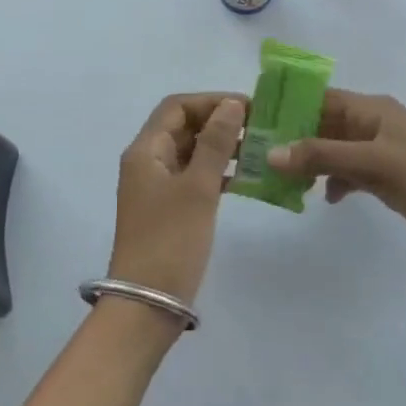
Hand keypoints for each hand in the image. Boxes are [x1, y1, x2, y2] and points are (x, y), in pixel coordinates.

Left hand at [109, 93, 246, 302]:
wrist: (146, 304)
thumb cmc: (171, 241)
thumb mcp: (198, 188)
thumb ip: (215, 143)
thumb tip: (231, 104)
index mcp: (145, 150)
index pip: (177, 106)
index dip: (211, 101)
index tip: (249, 107)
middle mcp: (146, 161)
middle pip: (183, 126)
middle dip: (219, 122)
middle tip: (260, 128)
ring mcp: (156, 186)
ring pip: (190, 152)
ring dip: (220, 147)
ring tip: (259, 150)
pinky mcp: (167, 209)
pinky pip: (193, 177)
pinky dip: (217, 172)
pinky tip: (245, 178)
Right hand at [267, 89, 405, 268]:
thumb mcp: (374, 163)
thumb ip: (322, 157)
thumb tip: (271, 153)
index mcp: (372, 109)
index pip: (320, 97)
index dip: (289, 104)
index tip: (255, 117)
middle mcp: (372, 125)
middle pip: (323, 123)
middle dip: (293, 137)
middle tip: (258, 152)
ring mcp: (379, 152)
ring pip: (333, 150)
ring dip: (310, 162)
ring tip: (279, 177)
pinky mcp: (385, 178)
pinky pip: (347, 173)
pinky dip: (333, 182)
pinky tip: (323, 198)